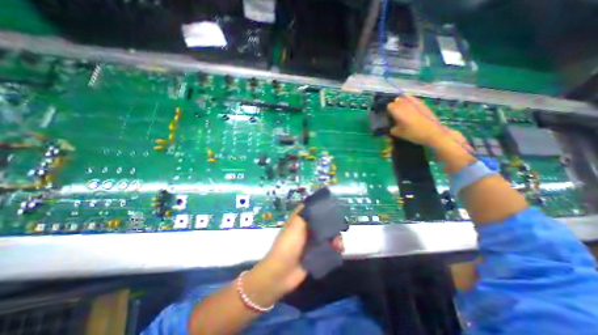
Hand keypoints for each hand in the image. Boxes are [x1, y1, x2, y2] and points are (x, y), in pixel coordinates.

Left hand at [247, 207, 342, 297]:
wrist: (281, 273)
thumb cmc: (288, 244)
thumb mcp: (296, 225)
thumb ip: (307, 214)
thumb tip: (317, 202)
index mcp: (300, 220)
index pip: (312, 209)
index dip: (322, 207)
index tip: (334, 207)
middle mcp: (306, 229)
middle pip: (323, 222)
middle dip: (332, 226)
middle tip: (339, 230)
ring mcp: (311, 242)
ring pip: (327, 235)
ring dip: (335, 238)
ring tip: (338, 246)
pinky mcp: (315, 254)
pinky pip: (327, 248)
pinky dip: (334, 248)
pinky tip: (338, 251)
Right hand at [388, 96, 465, 149]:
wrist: (433, 132)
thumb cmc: (414, 133)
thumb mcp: (399, 134)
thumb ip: (393, 128)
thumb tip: (392, 126)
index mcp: (398, 111)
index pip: (389, 106)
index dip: (389, 111)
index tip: (390, 117)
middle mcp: (405, 104)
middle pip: (397, 100)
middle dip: (395, 105)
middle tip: (396, 114)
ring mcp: (415, 102)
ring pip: (405, 98)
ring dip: (403, 102)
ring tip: (404, 109)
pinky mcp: (423, 103)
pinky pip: (413, 99)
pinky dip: (411, 101)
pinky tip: (412, 108)